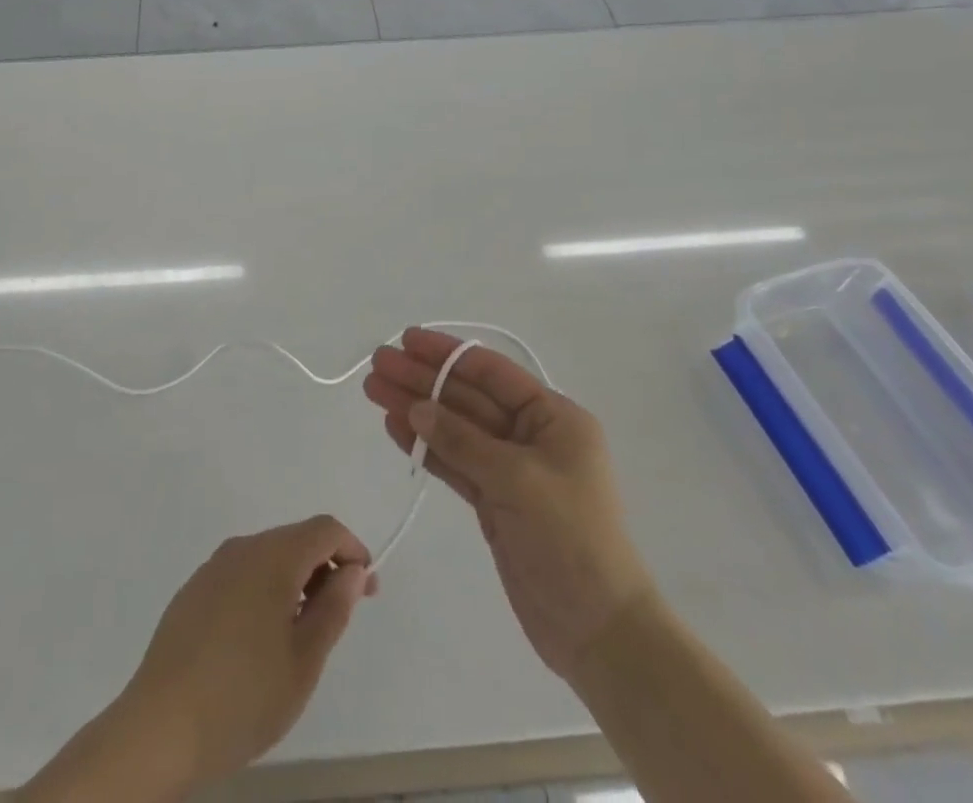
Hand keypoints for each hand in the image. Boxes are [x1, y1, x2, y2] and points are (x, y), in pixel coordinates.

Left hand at [118, 515, 378, 792]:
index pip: (324, 529)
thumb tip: (352, 571)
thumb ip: (333, 608)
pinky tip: (260, 638)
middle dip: (325, 566)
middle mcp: (242, 548)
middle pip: (295, 539)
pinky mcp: (193, 590)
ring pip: (267, 556)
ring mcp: (213, 567)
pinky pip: (241, 574)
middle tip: (341, 613)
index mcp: (272, 556)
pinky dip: (264, 590)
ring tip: (303, 632)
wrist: (159, 727)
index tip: (367, 589)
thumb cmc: (243, 696)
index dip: (353, 550)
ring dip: (295, 579)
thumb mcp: (304, 661)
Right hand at [363, 329, 651, 681]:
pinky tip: (395, 428)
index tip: (406, 340)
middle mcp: (531, 435)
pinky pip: (454, 462)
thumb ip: (463, 440)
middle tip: (377, 364)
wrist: (598, 631)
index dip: (447, 354)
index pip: (491, 372)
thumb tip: (416, 407)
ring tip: (374, 390)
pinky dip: (425, 447)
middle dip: (422, 380)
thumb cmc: (570, 539)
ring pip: (455, 429)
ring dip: (416, 410)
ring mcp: (510, 470)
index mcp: (553, 417)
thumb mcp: (517, 480)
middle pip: (467, 397)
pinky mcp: (494, 502)